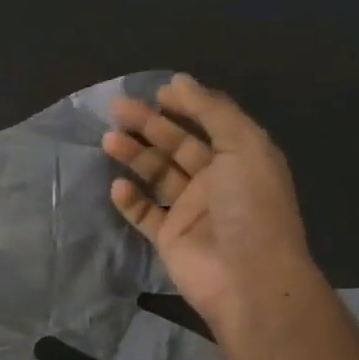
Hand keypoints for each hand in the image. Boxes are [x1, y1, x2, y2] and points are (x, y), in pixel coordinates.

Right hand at [103, 75, 321, 341]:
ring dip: (134, 156)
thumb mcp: (243, 145)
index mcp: (240, 158)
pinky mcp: (170, 238)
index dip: (184, 105)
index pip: (208, 123)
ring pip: (157, 175)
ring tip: (108, 140)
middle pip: (176, 145)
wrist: (248, 279)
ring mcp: (191, 211)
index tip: (156, 92)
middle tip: (117, 108)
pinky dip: (130, 199)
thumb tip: (179, 80)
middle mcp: (216, 181)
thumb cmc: (250, 206)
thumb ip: (213, 110)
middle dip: (148, 125)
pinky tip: (118, 186)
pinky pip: (144, 213)